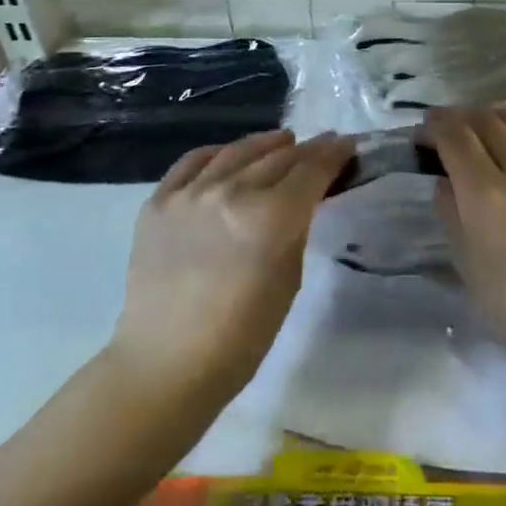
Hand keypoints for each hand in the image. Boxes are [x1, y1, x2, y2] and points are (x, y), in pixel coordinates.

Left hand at [111, 129, 352, 394]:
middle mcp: (230, 191)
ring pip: (237, 152)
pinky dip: (218, 153)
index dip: (334, 154)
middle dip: (306, 149)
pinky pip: (193, 162)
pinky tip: (229, 155)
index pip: (311, 170)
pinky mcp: (158, 202)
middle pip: (278, 157)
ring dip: (266, 144)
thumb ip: (297, 228)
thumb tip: (305, 197)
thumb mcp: (288, 279)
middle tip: (323, 144)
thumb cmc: (241, 337)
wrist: (165, 364)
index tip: (347, 145)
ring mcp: (190, 193)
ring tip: (283, 141)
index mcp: (270, 216)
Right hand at [426, 107, 505, 380]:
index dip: (436, 125)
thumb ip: (451, 212)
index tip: (425, 128)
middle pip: (488, 121)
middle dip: (461, 117)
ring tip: (482, 123)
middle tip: (448, 126)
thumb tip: (446, 180)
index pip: (456, 137)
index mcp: (488, 194)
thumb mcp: (466, 263)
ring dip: (494, 116)